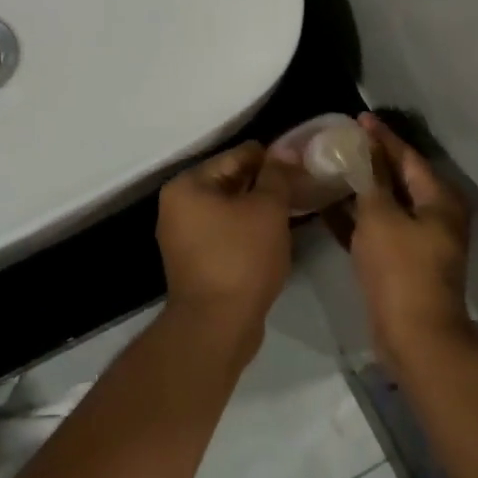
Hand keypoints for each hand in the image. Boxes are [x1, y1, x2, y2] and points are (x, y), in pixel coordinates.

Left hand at [156, 142, 293, 353]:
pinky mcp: (194, 262)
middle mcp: (177, 207)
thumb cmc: (241, 258)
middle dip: (262, 183)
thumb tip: (285, 151)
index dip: (269, 157)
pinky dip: (246, 230)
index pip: (235, 157)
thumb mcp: (267, 209)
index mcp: (187, 186)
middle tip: (300, 184)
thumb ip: (276, 176)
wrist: (217, 325)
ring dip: (256, 208)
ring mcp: (182, 237)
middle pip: (228, 182)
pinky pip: (224, 233)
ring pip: (227, 209)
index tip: (299, 160)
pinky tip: (273, 234)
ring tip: (292, 207)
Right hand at [337, 114, 475, 358]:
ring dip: (361, 188)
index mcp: (438, 199)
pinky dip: (357, 217)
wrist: (414, 335)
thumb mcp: (381, 216)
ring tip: (330, 168)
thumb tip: (366, 148)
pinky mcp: (403, 262)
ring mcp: (420, 241)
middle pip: (399, 178)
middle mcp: (434, 216)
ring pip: (387, 204)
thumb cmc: (400, 269)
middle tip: (341, 141)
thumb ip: (371, 179)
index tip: (358, 118)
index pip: (407, 156)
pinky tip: (328, 207)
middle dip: (370, 159)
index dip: (382, 137)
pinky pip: (378, 228)